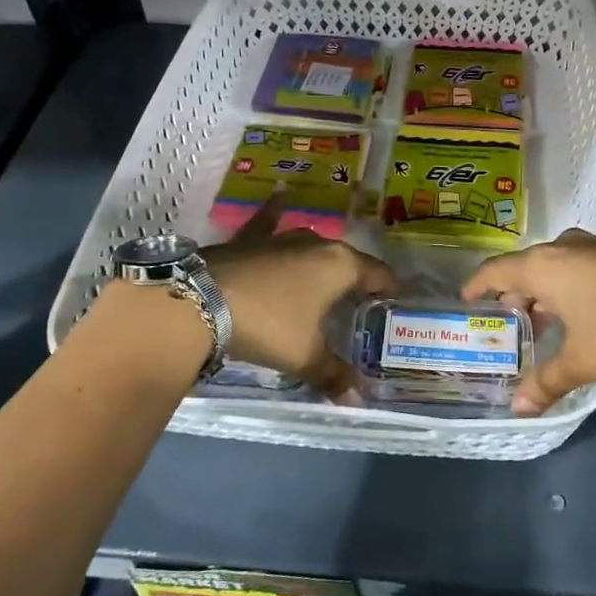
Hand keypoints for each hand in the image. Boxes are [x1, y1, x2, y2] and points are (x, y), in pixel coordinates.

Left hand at [203, 195, 397, 399]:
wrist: (200, 302)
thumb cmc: (269, 325)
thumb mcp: (304, 356)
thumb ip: (332, 374)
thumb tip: (355, 397)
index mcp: (341, 266)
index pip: (379, 274)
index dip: (390, 289)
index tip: (395, 302)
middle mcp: (317, 244)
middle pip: (347, 261)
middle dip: (355, 279)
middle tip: (357, 303)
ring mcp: (281, 237)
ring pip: (311, 244)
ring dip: (320, 259)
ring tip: (324, 275)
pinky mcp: (249, 239)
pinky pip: (269, 222)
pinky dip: (276, 213)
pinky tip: (281, 197)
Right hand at [463, 230, 595, 414]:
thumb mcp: (582, 360)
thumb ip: (546, 382)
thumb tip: (518, 408)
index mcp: (544, 266)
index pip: (496, 270)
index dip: (478, 285)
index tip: (466, 298)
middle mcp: (564, 247)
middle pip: (526, 265)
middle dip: (514, 290)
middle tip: (507, 317)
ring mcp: (595, 246)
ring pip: (555, 263)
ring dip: (544, 287)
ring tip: (543, 316)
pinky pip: (579, 263)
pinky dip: (570, 283)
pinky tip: (582, 309)